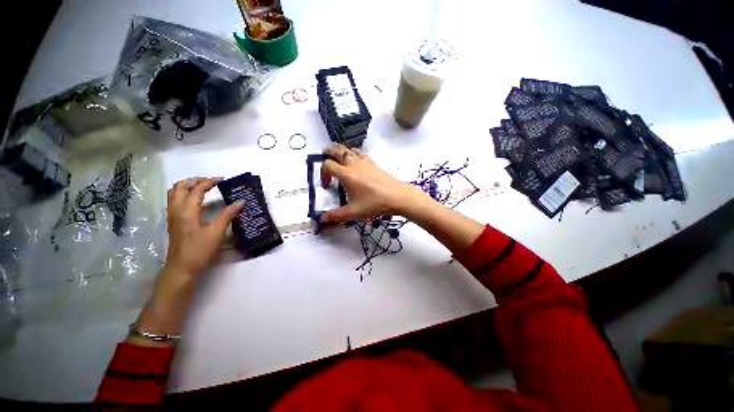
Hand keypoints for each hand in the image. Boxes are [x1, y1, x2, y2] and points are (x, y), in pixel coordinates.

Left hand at [165, 177, 243, 278]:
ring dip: (188, 186)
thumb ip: (227, 215)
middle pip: (180, 187)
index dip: (210, 182)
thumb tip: (240, 201)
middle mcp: (176, 210)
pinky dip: (185, 194)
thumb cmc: (199, 250)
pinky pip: (175, 200)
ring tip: (203, 188)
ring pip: (175, 193)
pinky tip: (197, 201)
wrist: (181, 268)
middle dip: (196, 180)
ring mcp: (172, 216)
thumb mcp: (216, 232)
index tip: (223, 180)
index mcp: (187, 211)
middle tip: (212, 182)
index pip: (196, 189)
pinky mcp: (173, 222)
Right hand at [320, 145, 427, 222]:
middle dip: (327, 153)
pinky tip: (355, 163)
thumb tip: (322, 218)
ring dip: (340, 151)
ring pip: (348, 148)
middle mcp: (354, 164)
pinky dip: (352, 153)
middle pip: (336, 150)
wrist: (397, 196)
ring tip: (338, 159)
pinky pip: (359, 152)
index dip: (322, 173)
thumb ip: (336, 215)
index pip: (327, 165)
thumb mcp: (353, 212)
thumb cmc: (374, 204)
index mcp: (346, 174)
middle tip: (324, 159)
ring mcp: (364, 161)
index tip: (326, 185)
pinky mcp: (373, 162)